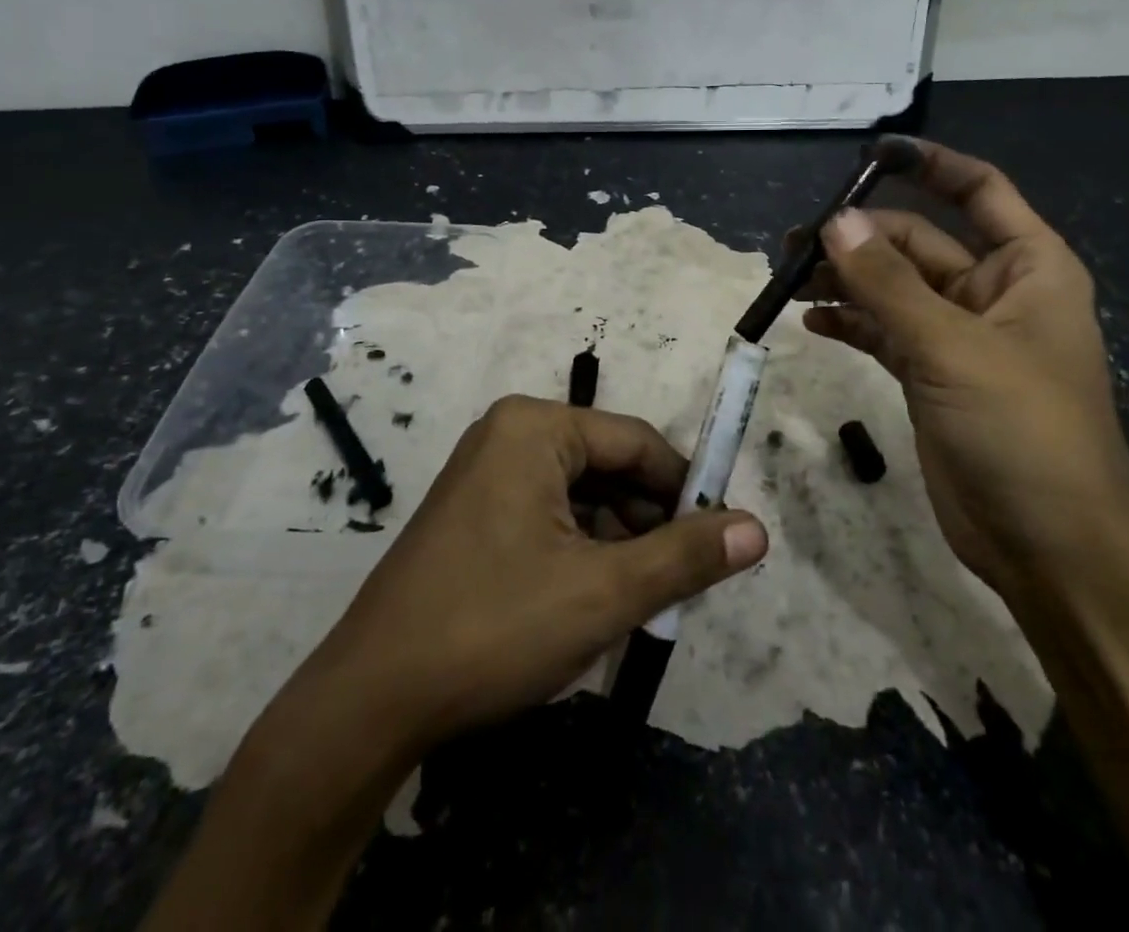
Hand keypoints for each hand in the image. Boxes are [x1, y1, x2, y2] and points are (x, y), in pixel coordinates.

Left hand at [254, 395, 768, 770]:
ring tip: (638, 601)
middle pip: (608, 466)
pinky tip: (591, 600)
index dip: (685, 490)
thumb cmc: (493, 626)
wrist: (370, 700)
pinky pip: (548, 514)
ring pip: (580, 495)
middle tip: (678, 583)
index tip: (718, 541)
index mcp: (536, 427)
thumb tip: (757, 529)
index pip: (637, 442)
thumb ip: (685, 557)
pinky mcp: (474, 511)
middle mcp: (509, 434)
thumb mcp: (603, 594)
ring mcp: (486, 472)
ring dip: (617, 542)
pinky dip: (580, 550)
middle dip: (648, 522)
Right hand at [799, 140, 1128, 600]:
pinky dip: (851, 322)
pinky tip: (812, 320)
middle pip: (918, 242)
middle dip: (860, 238)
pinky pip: (884, 331)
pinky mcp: (930, 376)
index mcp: (1027, 268)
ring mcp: (959, 336)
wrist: (1053, 549)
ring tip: (789, 277)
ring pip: (893, 288)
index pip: (980, 191)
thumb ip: (888, 284)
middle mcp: (993, 293)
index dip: (929, 164)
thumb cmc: (1024, 432)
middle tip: (794, 242)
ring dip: (846, 279)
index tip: (869, 155)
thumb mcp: (954, 348)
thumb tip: (833, 222)